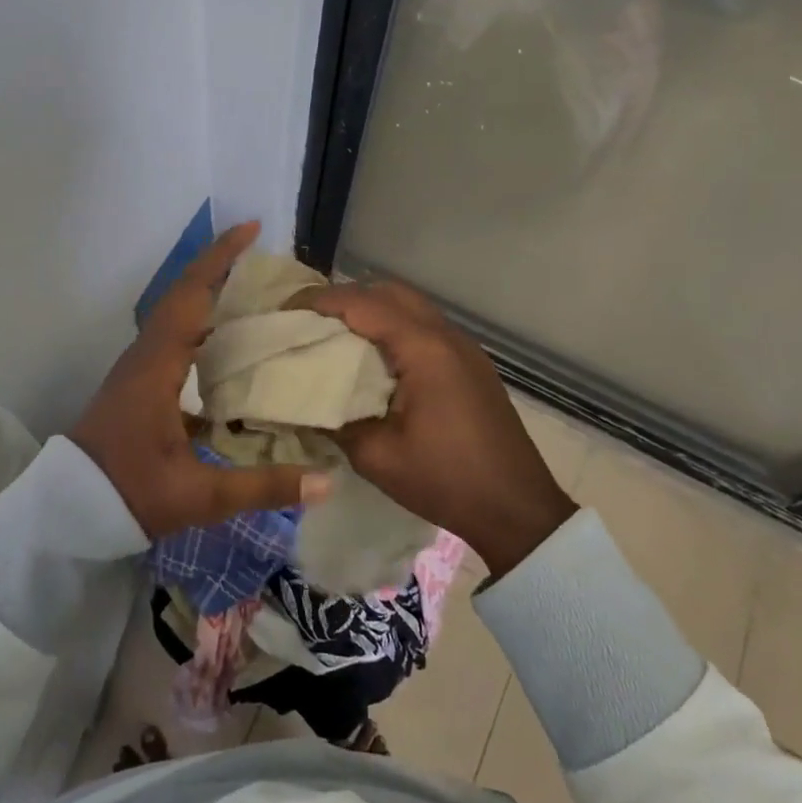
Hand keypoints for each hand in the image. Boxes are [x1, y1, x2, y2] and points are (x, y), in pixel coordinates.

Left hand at [70, 222, 327, 537]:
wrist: (68, 511)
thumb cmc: (129, 494)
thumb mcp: (198, 495)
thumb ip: (262, 487)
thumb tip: (326, 481)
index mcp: (157, 366)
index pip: (190, 296)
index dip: (219, 259)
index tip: (251, 229)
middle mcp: (146, 355)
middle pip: (183, 294)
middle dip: (220, 267)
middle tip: (264, 257)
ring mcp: (139, 367)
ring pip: (177, 313)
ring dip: (209, 292)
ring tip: (254, 289)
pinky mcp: (140, 382)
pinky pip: (175, 336)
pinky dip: (202, 322)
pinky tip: (228, 339)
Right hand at [296, 280, 574, 575]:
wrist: (517, 510)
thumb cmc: (446, 481)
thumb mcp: (377, 457)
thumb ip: (334, 421)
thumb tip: (300, 401)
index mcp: (424, 349)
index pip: (363, 304)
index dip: (320, 301)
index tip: (285, 310)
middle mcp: (446, 335)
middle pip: (388, 292)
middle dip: (344, 298)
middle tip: (308, 320)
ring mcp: (463, 347)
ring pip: (409, 306)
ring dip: (371, 311)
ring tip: (334, 336)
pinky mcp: (470, 363)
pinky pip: (424, 326)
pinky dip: (392, 327)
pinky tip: (373, 358)